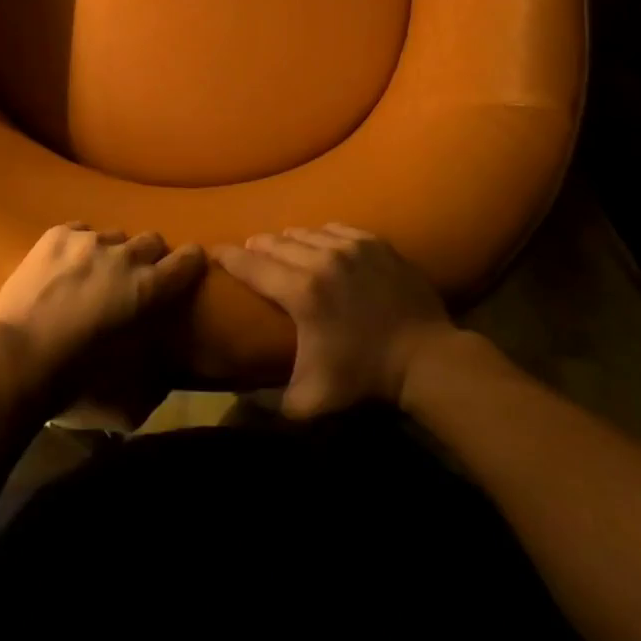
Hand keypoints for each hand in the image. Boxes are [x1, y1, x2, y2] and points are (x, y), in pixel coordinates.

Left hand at [0, 223, 205, 395]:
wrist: (16, 358)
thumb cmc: (74, 382)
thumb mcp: (126, 391)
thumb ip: (151, 374)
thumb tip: (161, 374)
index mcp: (147, 289)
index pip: (186, 261)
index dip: (190, 261)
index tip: (190, 264)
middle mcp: (123, 256)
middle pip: (150, 240)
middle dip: (149, 256)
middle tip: (134, 277)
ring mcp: (88, 240)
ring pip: (113, 235)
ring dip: (110, 252)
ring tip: (93, 273)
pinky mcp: (57, 234)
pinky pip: (80, 230)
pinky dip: (79, 246)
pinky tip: (66, 265)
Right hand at [215, 226, 452, 416]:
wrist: (427, 358)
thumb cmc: (365, 379)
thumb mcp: (312, 400)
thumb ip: (270, 406)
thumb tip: (236, 413)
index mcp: (301, 292)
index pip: (250, 264)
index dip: (227, 257)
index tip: (213, 252)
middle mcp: (320, 258)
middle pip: (275, 242)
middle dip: (257, 247)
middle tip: (248, 253)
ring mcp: (350, 246)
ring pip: (304, 232)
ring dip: (287, 240)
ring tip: (281, 247)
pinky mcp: (373, 242)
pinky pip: (335, 228)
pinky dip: (320, 234)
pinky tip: (319, 242)